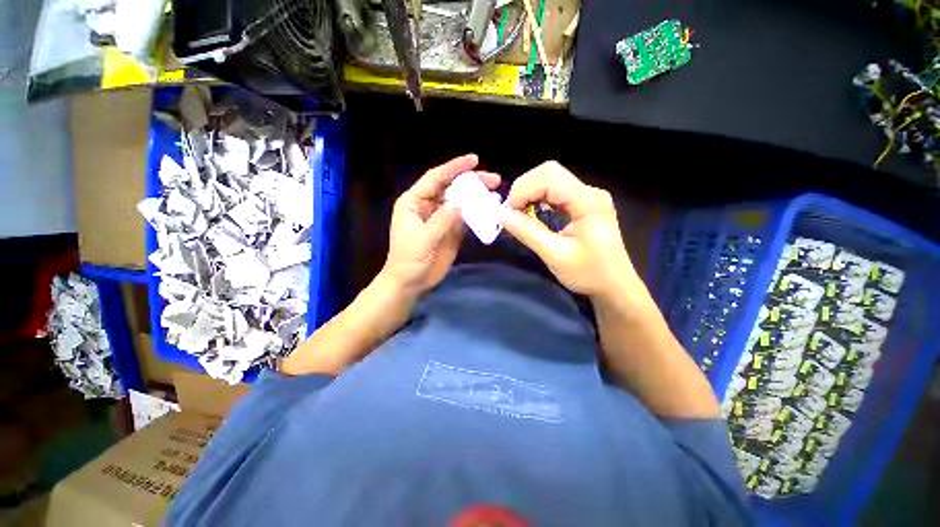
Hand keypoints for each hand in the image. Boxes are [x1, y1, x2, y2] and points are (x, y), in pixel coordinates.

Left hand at [382, 154, 500, 295]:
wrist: (411, 282)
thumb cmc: (408, 260)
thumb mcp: (422, 239)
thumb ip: (441, 220)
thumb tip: (460, 201)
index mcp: (414, 201)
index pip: (436, 178)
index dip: (454, 167)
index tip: (474, 160)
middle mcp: (429, 205)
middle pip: (451, 187)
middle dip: (471, 182)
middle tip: (494, 179)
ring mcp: (441, 218)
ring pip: (460, 202)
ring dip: (477, 197)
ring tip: (496, 193)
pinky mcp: (451, 230)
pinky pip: (465, 218)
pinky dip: (477, 214)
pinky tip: (490, 211)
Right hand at [499, 161, 638, 298]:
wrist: (614, 287)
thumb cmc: (589, 274)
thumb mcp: (554, 254)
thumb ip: (527, 232)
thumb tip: (501, 214)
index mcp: (587, 201)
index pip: (549, 176)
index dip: (523, 190)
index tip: (508, 213)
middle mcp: (589, 192)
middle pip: (549, 173)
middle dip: (524, 189)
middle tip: (511, 213)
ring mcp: (587, 197)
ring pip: (550, 180)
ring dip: (529, 194)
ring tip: (517, 214)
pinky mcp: (583, 204)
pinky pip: (555, 192)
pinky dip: (537, 199)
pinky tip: (531, 214)